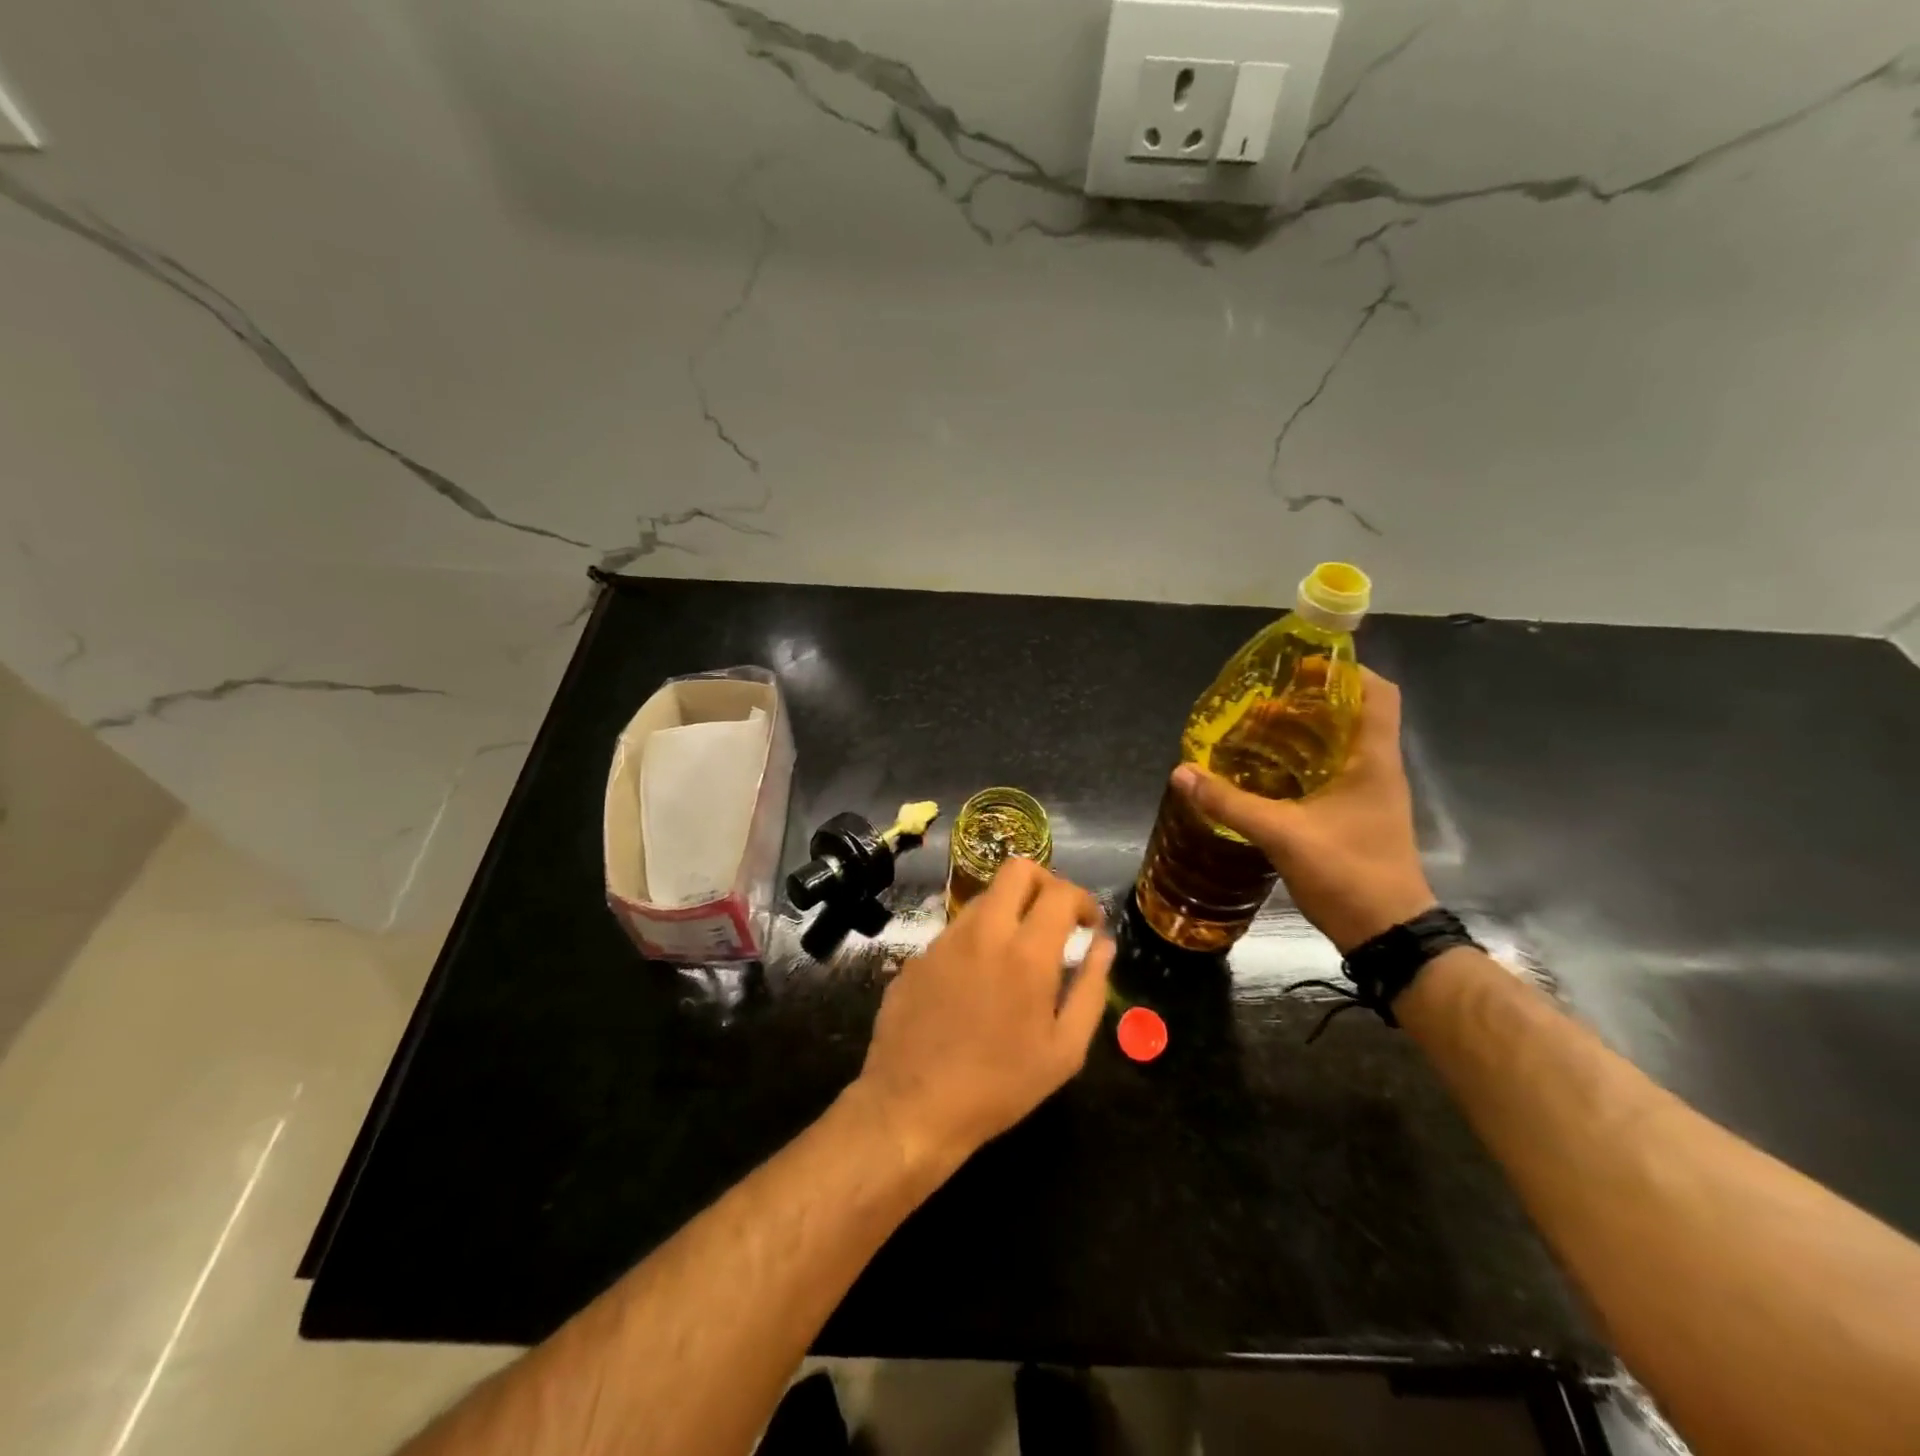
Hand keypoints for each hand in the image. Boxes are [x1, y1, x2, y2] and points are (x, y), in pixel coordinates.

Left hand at [853, 859, 1114, 1175]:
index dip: (1083, 899)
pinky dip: (977, 939)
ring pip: (984, 897)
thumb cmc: (1000, 1086)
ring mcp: (944, 940)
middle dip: (1044, 882)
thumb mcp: (1065, 1051)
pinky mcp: (917, 956)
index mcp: (1026, 953)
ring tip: (1017, 950)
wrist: (912, 1106)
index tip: (1089, 923)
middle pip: (1016, 870)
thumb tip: (1103, 945)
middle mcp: (983, 932)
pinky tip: (978, 980)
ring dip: (1009, 909)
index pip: (1060, 892)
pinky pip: (955, 930)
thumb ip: (1090, 989)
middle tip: (1054, 917)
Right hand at [1171, 667, 1434, 952]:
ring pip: (1340, 747)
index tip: (1301, 667)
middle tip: (1262, 702)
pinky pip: (1332, 775)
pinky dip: (1302, 765)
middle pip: (1352, 715)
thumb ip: (1230, 802)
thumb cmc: (1348, 873)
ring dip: (1303, 735)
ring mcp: (1370, 796)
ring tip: (1256, 732)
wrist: (1388, 934)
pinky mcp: (1358, 818)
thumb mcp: (1282, 834)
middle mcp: (1378, 770)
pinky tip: (1267, 776)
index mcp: (1373, 760)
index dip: (1344, 672)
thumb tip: (1182, 773)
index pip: (1377, 693)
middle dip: (1309, 702)